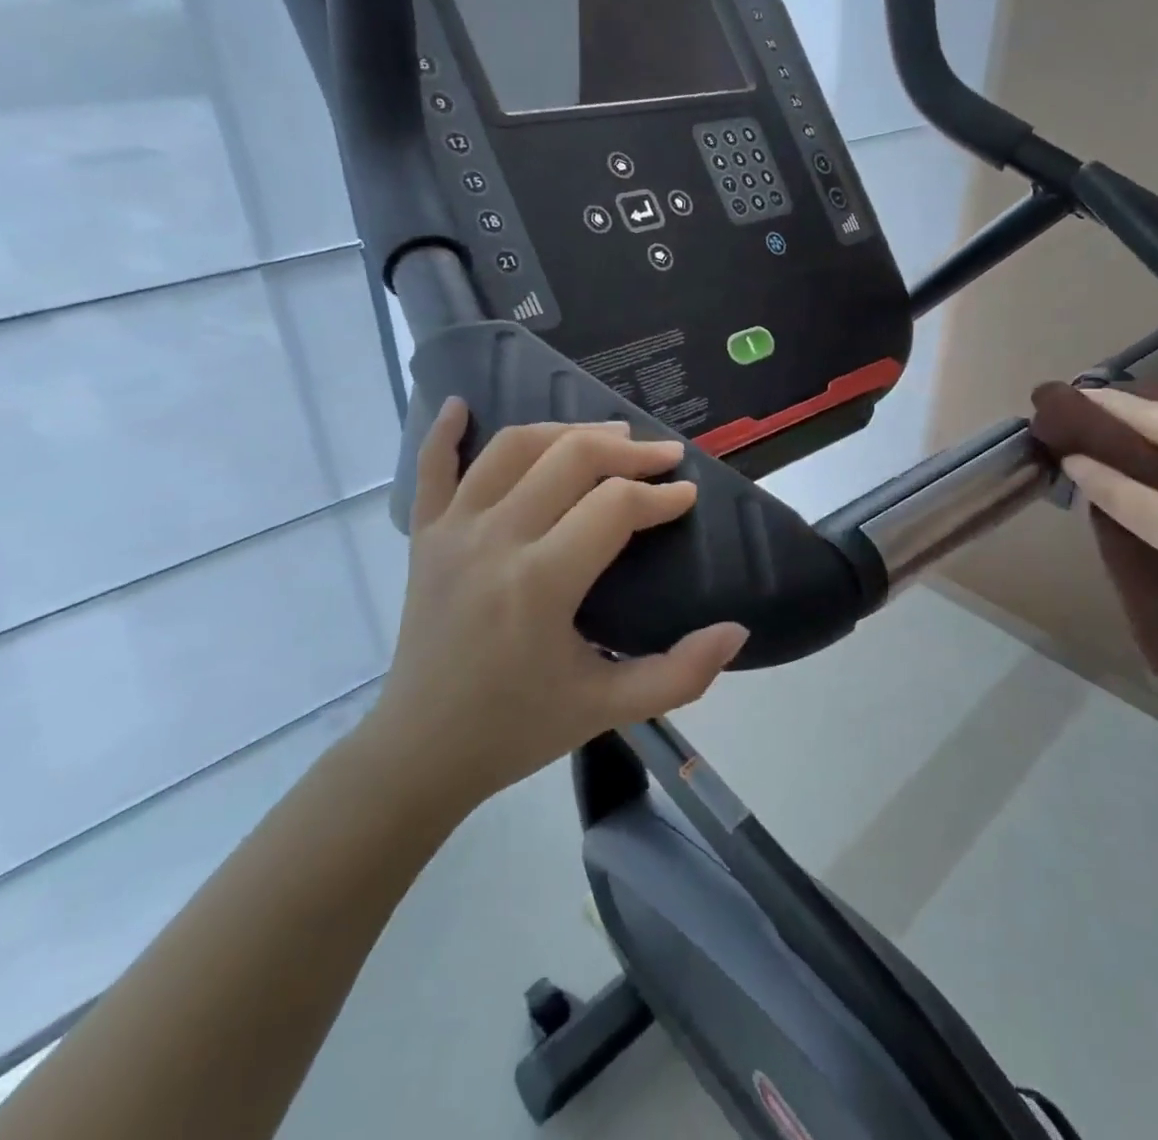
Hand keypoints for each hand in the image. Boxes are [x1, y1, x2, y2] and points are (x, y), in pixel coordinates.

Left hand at [363, 400, 747, 808]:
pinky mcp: (423, 537)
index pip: (614, 507)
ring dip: (565, 431)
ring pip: (512, 448)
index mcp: (540, 583)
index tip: (687, 497)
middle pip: (569, 458)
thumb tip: (736, 631)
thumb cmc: (518, 729)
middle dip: (626, 450)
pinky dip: (445, 431)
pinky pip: (431, 468)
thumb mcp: (609, 709)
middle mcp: (494, 540)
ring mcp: (451, 532)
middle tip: (662, 457)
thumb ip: (681, 675)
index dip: (661, 496)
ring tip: (605, 435)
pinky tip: (461, 404)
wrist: (420, 753)